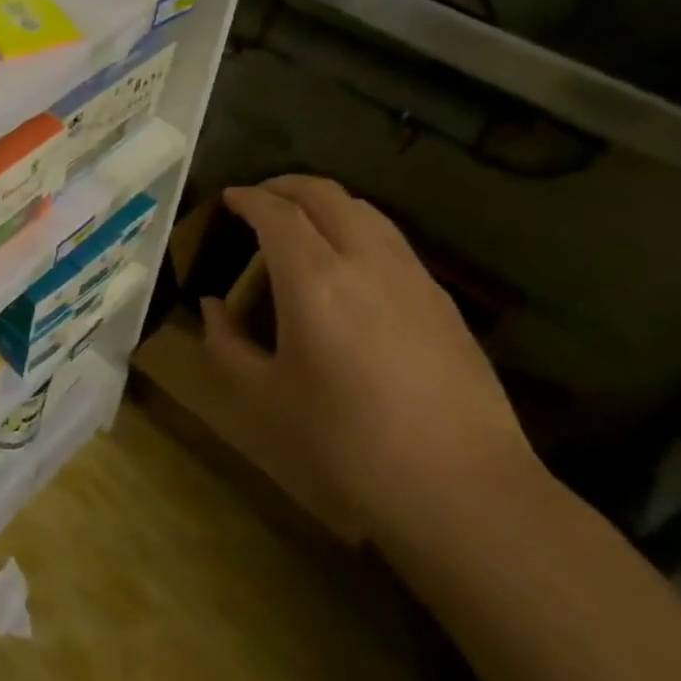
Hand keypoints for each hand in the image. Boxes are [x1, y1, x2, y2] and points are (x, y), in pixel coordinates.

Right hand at [202, 176, 537, 546]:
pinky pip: (391, 240)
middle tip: (259, 201)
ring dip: (325, 203)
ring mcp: (412, 277)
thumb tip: (214, 308)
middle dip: (285, 186)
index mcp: (314, 279)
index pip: (276, 211)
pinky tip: (349, 266)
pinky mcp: (442, 301)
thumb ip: (227, 345)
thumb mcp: (264, 400)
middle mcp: (365, 260)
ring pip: (364, 210)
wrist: (465, 494)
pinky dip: (358, 228)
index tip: (228, 200)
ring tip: (301, 225)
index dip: (248, 198)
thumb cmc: (348, 446)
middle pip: (324, 193)